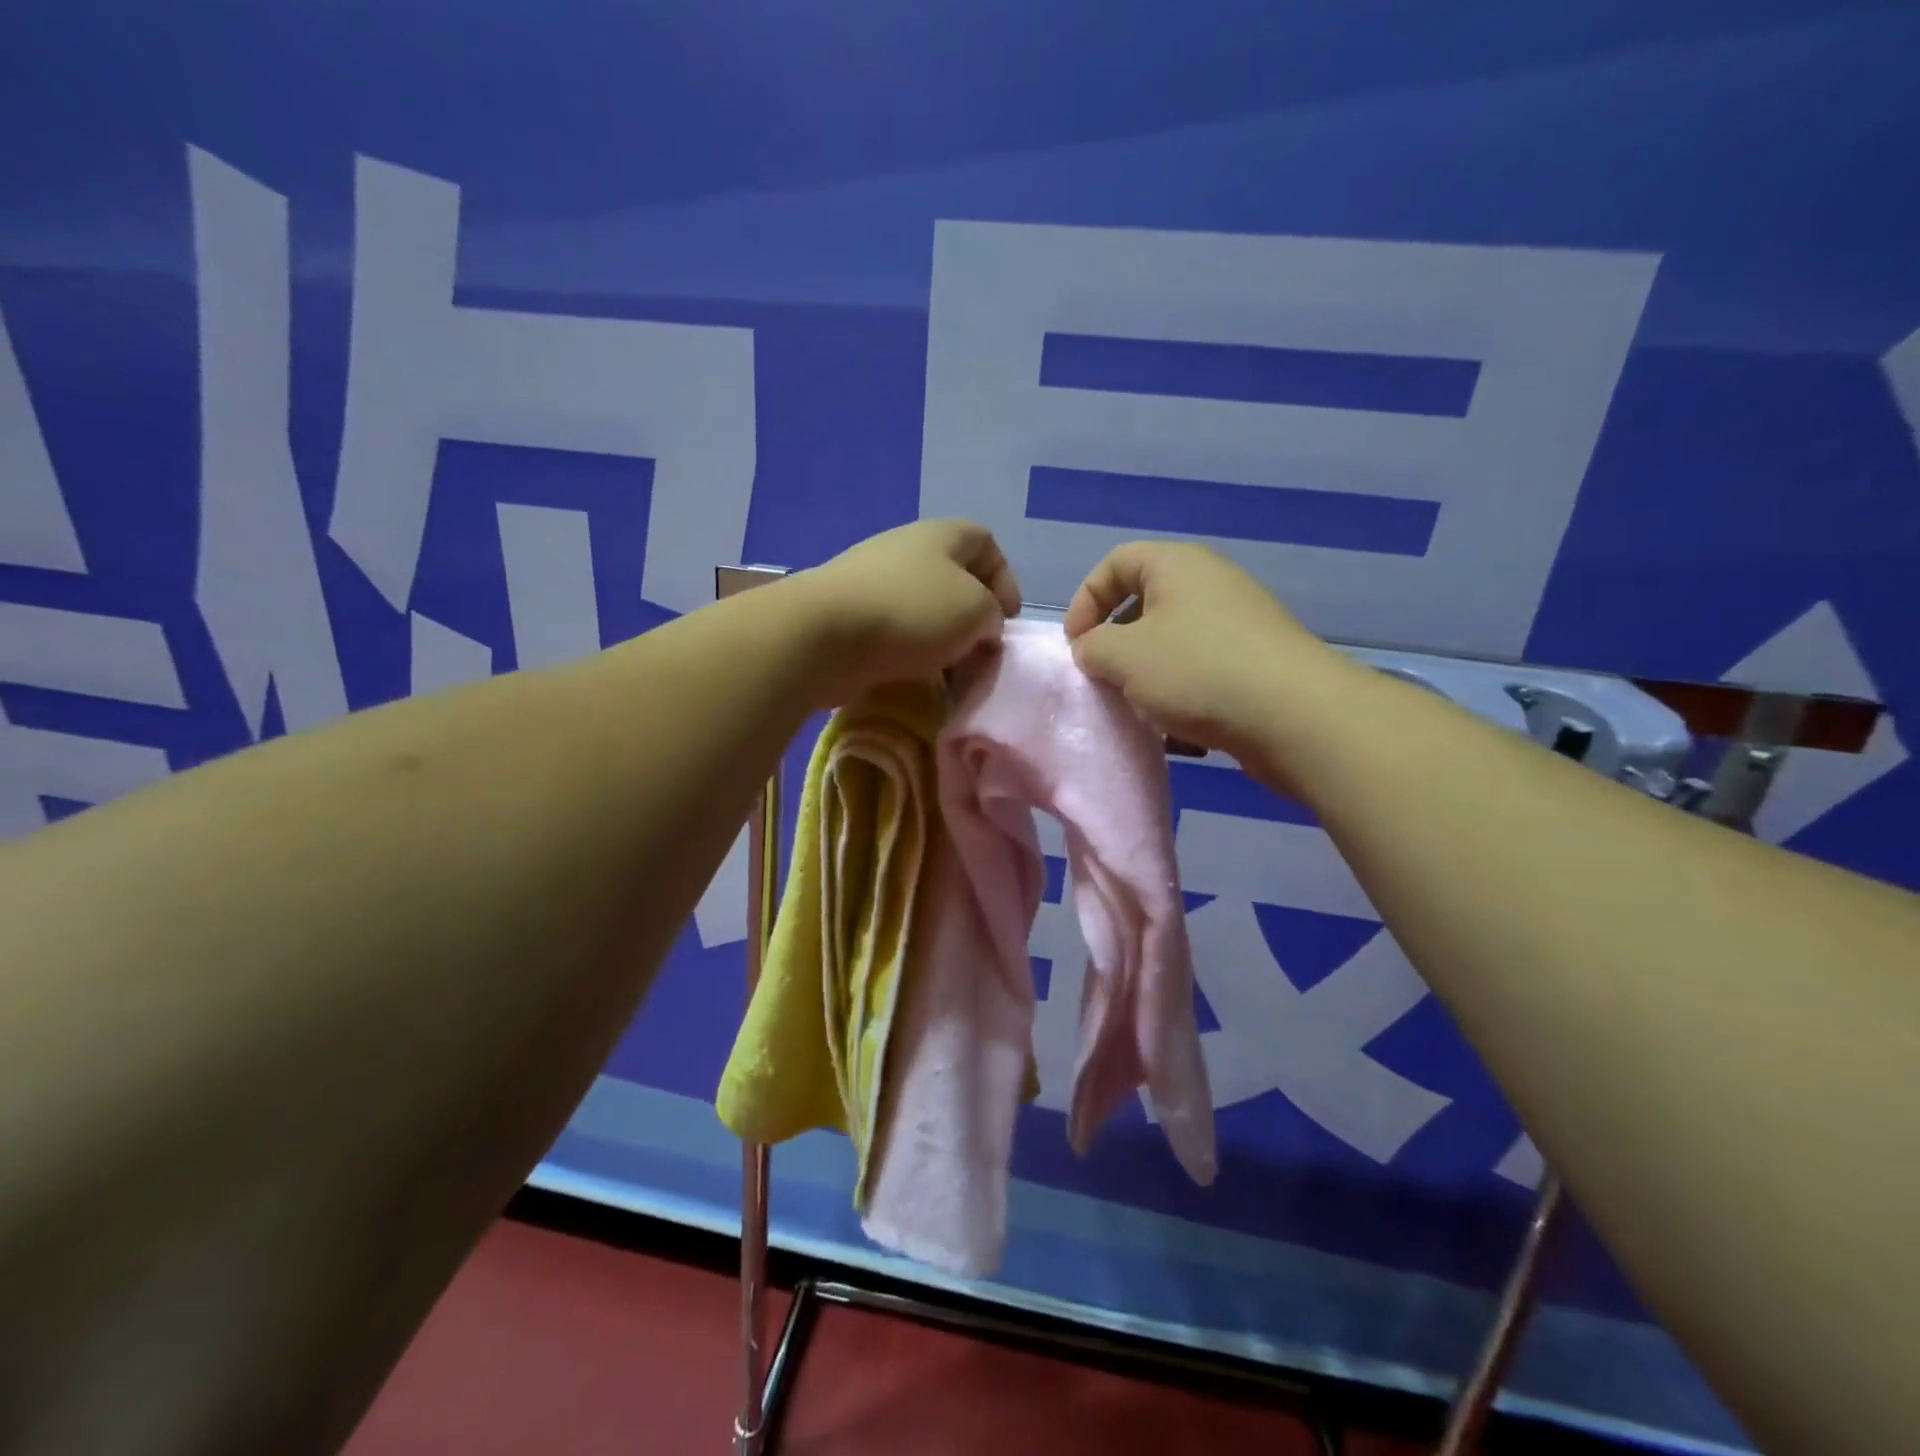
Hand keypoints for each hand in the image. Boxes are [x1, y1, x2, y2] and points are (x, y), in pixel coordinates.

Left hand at [790, 519, 1020, 704]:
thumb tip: (980, 629)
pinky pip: (894, 633)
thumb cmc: (911, 612)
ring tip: (950, 674)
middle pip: (954, 579)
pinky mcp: (849, 617)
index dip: (1005, 578)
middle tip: (981, 653)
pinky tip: (915, 677)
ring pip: (923, 610)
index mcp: (940, 535)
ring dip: (943, 642)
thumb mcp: (976, 610)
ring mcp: (872, 583)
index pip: (985, 542)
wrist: (824, 635)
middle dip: (973, 618)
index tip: (1007, 620)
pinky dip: (910, 654)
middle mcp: (905, 550)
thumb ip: (992, 616)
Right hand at [1065, 541, 1354, 769]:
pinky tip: (1177, 727)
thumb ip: (1091, 647)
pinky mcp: (1256, 662)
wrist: (1294, 716)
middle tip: (1102, 675)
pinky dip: (1181, 692)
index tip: (1076, 645)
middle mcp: (1210, 583)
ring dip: (1146, 673)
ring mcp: (1238, 623)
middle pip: (1144, 602)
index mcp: (1177, 565)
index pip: (1114, 563)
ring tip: (1137, 706)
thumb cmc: (1197, 671)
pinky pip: (1202, 669)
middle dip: (1115, 641)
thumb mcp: (1122, 656)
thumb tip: (1093, 650)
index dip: (1085, 600)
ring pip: (1172, 641)